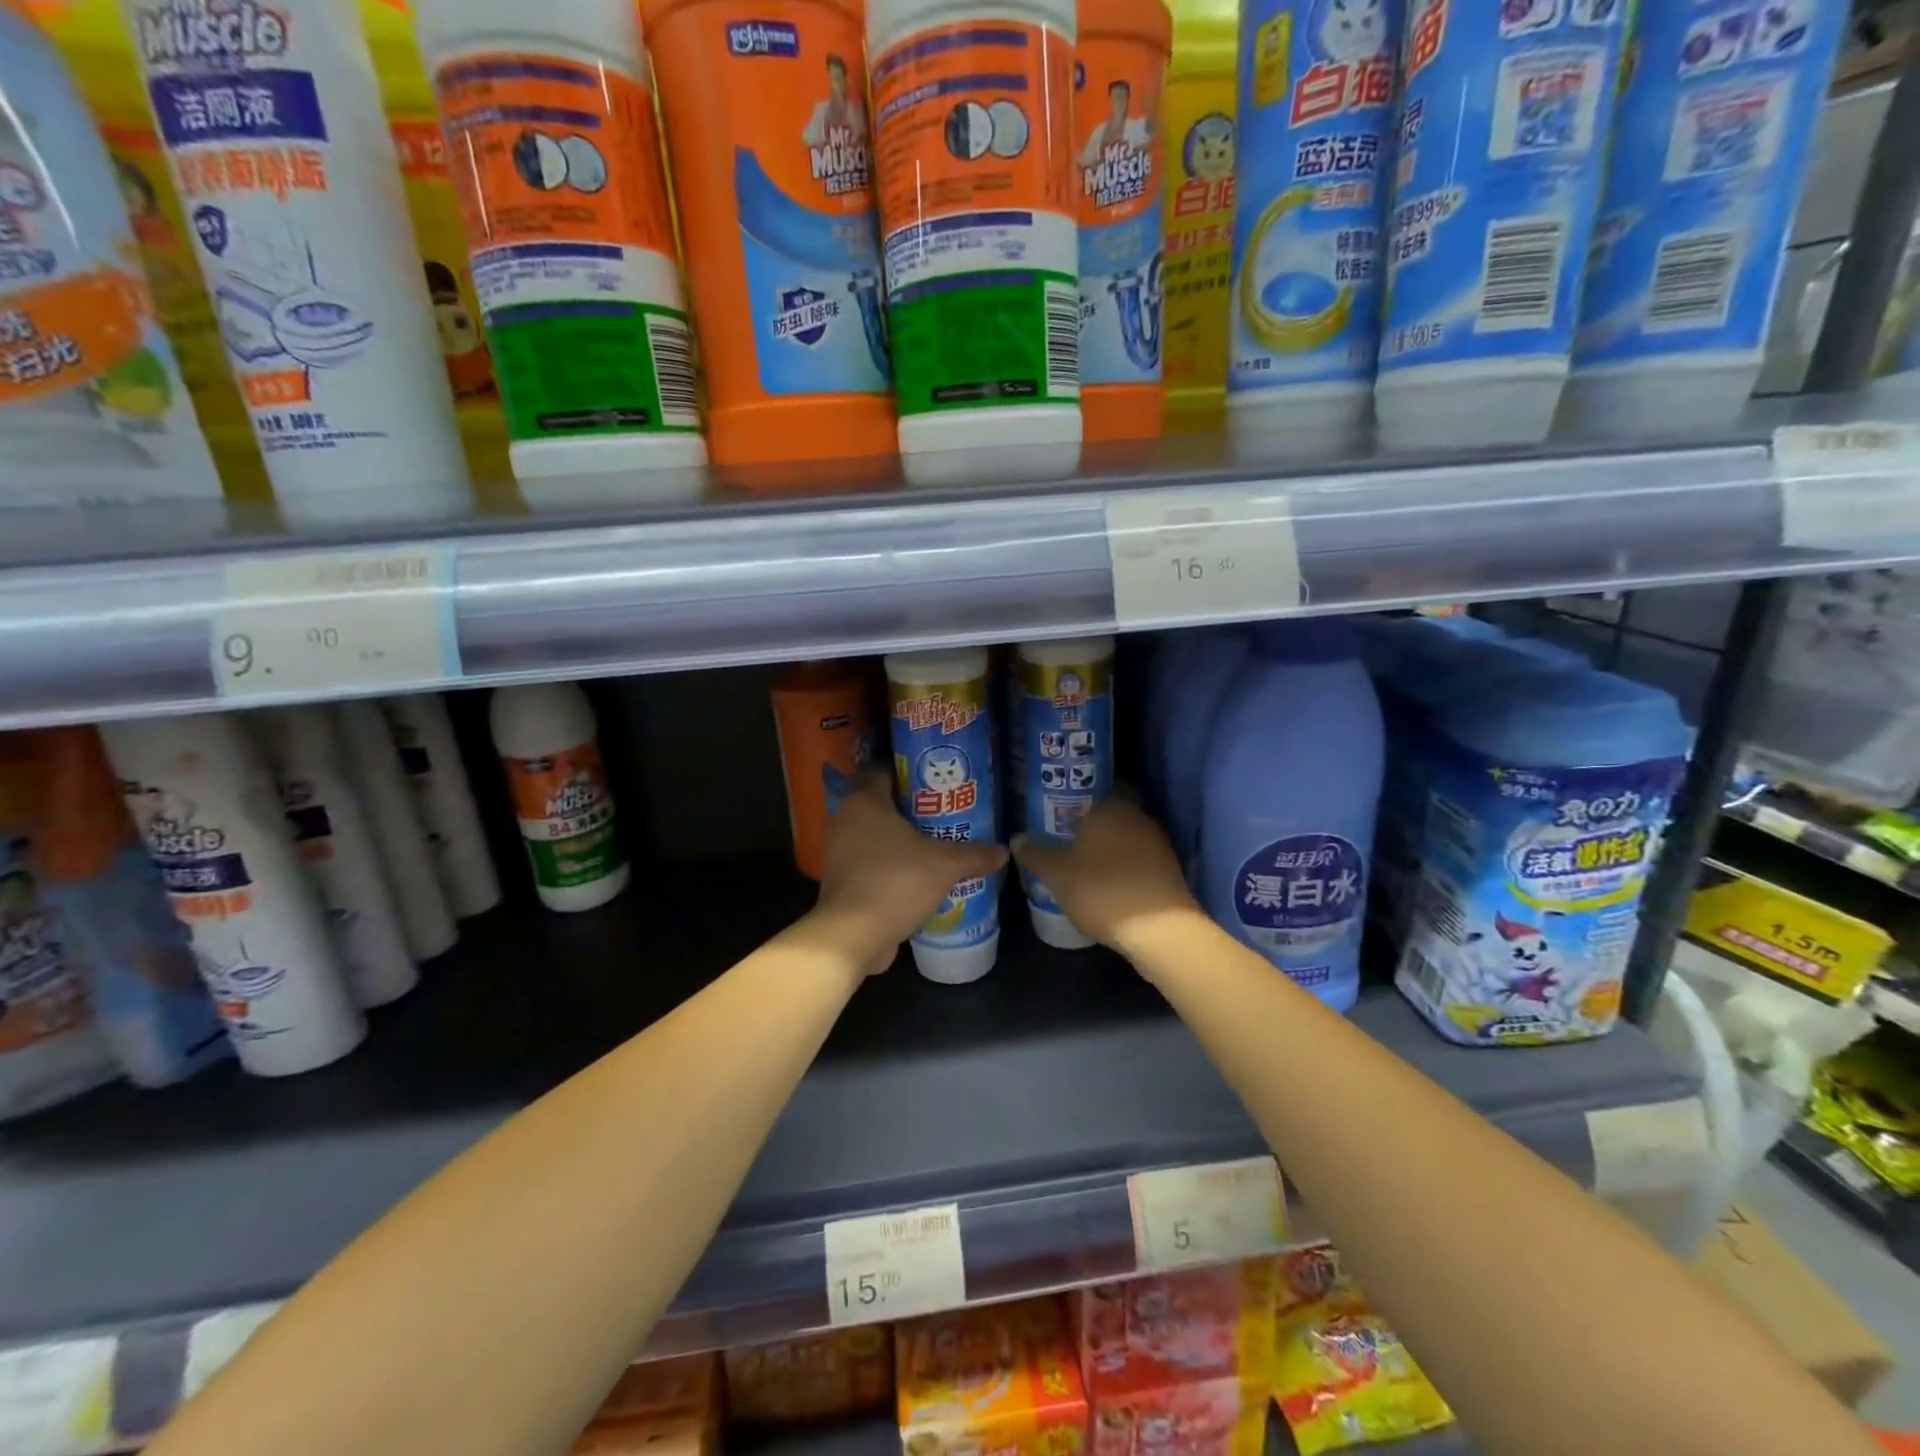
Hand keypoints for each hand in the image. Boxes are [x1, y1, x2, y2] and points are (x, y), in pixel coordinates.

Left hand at [807, 771, 1008, 975]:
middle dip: (910, 809)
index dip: (909, 773)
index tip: (936, 782)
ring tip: (934, 844)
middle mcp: (845, 819)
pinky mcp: (839, 880)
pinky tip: (915, 875)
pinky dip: (888, 864)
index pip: (883, 771)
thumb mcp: (944, 866)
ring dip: (899, 840)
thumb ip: (973, 854)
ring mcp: (838, 851)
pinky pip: (868, 861)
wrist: (852, 935)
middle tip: (943, 814)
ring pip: (873, 835)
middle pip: (880, 804)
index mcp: (864, 801)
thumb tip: (1003, 851)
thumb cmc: (895, 882)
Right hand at [1012, 798, 1200, 959]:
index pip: (1099, 787)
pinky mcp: (1169, 871)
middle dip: (1094, 823)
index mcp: (1112, 807)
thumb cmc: (1101, 889)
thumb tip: (1018, 838)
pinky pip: (1139, 858)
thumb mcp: (1056, 874)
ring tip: (1084, 863)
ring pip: (1128, 836)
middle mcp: (1138, 817)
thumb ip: (1036, 853)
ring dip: (1110, 846)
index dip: (1081, 797)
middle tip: (1067, 837)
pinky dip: (1125, 866)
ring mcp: (1158, 844)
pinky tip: (1108, 883)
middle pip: (1114, 812)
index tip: (1061, 810)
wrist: (1159, 931)